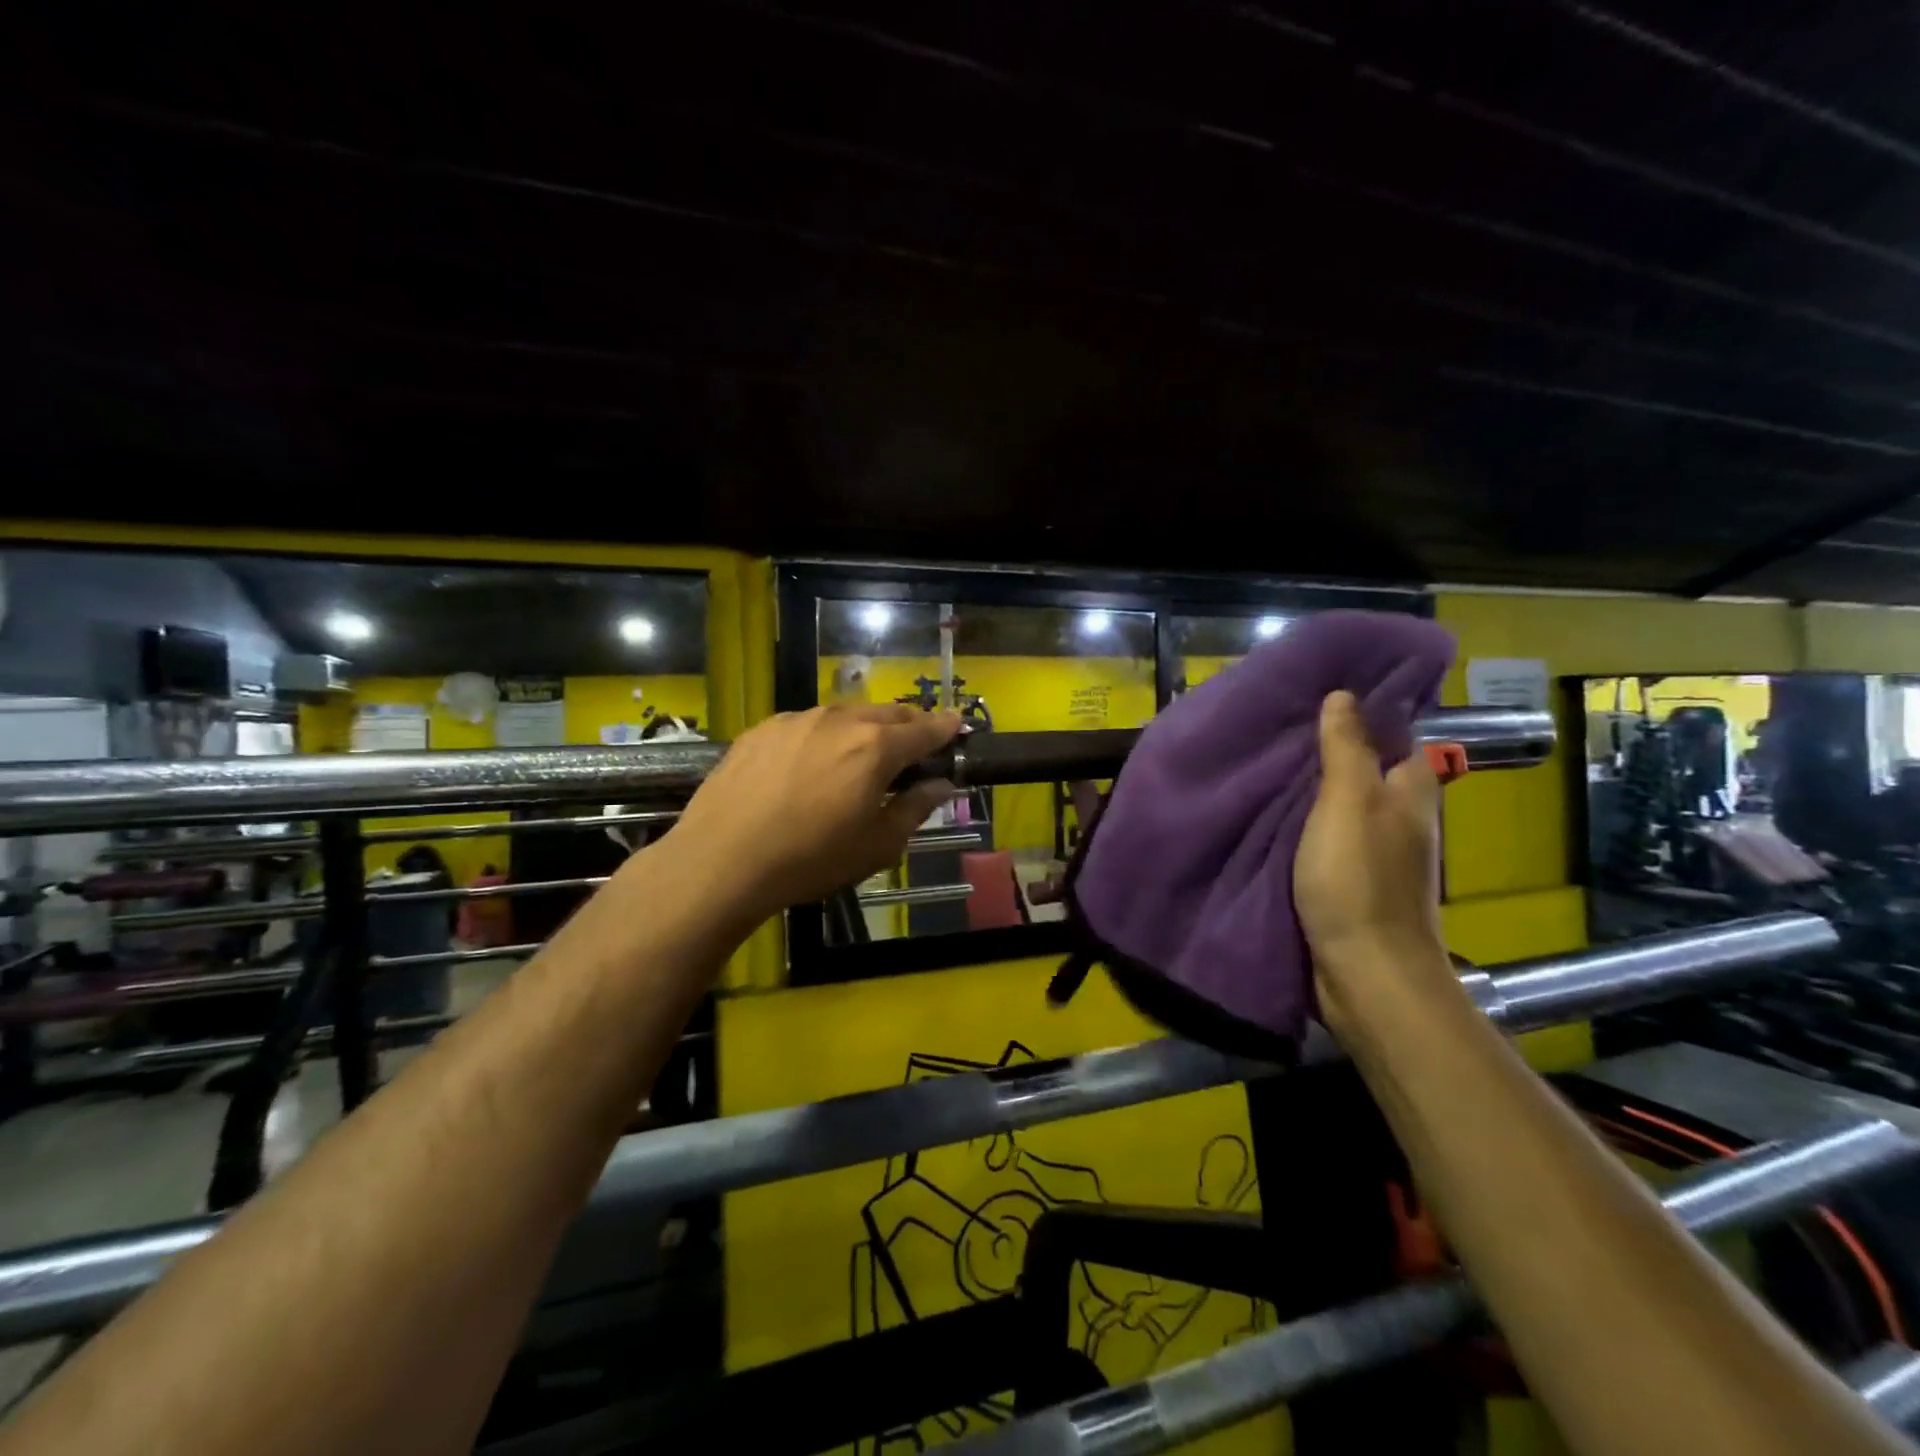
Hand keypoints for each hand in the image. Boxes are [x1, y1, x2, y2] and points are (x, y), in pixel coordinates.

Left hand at [670, 704, 961, 923]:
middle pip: (887, 714)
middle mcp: (840, 720)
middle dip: (908, 725)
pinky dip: (824, 736)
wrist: (721, 860)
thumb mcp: (877, 845)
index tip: (958, 724)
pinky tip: (811, 764)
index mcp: (876, 747)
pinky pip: (807, 724)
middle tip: (915, 746)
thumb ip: (915, 808)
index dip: (946, 727)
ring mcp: (797, 719)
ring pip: (845, 715)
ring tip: (861, 756)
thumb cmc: (810, 859)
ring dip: (864, 729)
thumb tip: (940, 785)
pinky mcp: (762, 729)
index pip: (925, 729)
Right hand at [1295, 691, 1448, 1030]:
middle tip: (1278, 719)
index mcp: (1410, 789)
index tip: (1318, 688)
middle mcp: (1399, 814)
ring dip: (1311, 783)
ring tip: (1265, 755)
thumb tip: (1344, 695)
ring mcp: (1374, 849)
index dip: (1363, 709)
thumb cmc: (1359, 879)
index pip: (1395, 733)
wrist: (1364, 972)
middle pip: (1365, 765)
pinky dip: (1302, 818)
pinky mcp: (1349, 877)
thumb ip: (1346, 748)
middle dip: (1328, 743)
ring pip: (1341, 800)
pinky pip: (1325, 833)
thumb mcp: (1349, 802)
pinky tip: (1269, 808)